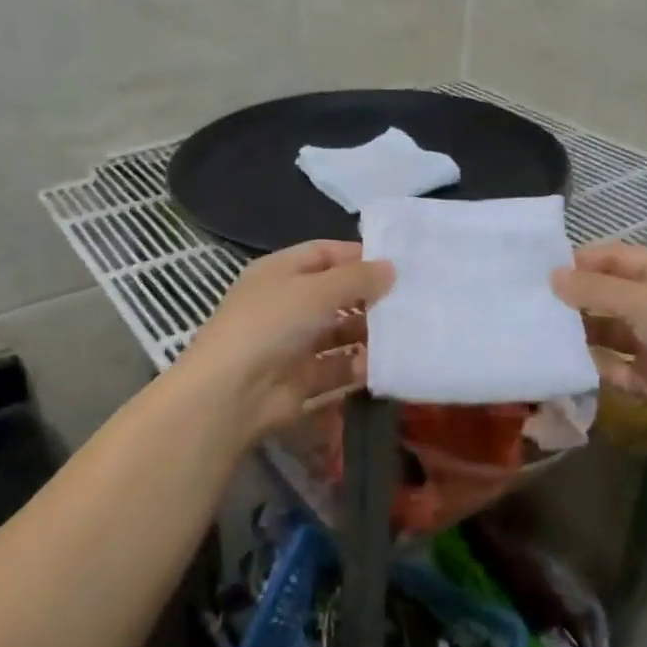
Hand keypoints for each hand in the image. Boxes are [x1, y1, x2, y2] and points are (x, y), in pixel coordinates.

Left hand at [175, 240, 394, 442]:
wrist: (233, 393)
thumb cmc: (271, 325)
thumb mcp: (315, 290)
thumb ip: (356, 278)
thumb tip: (390, 268)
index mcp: (279, 272)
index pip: (324, 253)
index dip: (358, 256)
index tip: (399, 264)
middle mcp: (286, 304)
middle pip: (335, 294)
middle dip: (370, 297)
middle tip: (413, 300)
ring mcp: (294, 344)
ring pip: (340, 333)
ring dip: (369, 333)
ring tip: (406, 333)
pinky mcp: (303, 379)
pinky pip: (338, 367)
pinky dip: (360, 366)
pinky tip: (385, 364)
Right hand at [552, 243, 646, 441]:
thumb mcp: (640, 299)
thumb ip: (593, 289)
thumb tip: (552, 276)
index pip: (617, 258)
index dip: (582, 260)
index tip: (543, 269)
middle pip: (609, 294)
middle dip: (575, 297)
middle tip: (532, 300)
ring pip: (606, 331)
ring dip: (578, 331)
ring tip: (538, 330)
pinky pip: (610, 365)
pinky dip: (588, 363)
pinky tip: (558, 359)